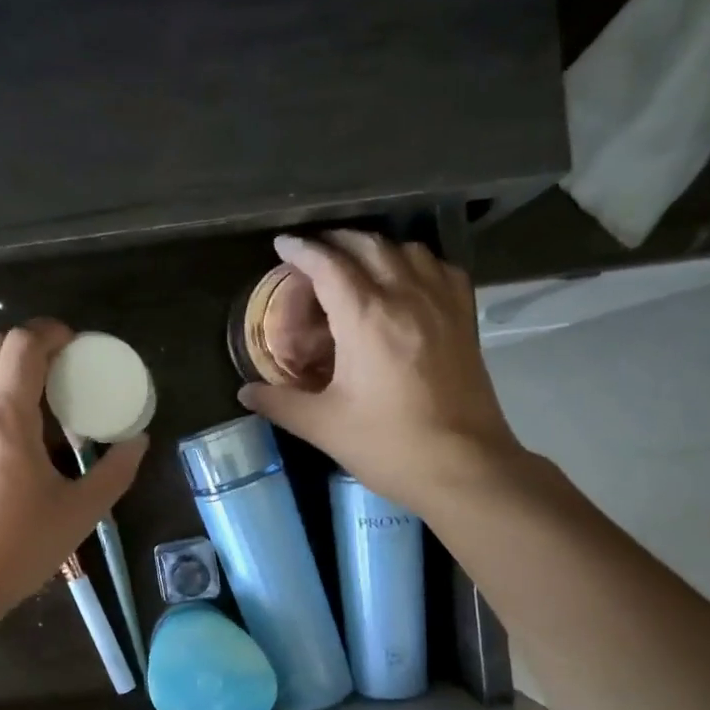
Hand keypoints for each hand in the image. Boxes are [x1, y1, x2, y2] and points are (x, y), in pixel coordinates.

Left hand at [0, 320, 147, 613]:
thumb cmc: (18, 548)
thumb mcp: (80, 513)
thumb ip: (115, 471)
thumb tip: (138, 440)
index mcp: (6, 418)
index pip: (23, 345)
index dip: (50, 333)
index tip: (70, 345)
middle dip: (24, 345)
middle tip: (49, 369)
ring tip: (11, 387)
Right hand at [237, 230, 525, 509]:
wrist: (463, 467)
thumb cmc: (387, 445)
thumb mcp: (323, 426)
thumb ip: (279, 403)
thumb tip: (244, 392)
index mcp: (366, 318)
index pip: (328, 265)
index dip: (302, 251)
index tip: (283, 244)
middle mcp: (405, 296)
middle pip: (368, 247)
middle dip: (336, 242)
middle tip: (313, 255)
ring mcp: (441, 304)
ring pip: (406, 250)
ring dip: (376, 249)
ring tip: (356, 264)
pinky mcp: (464, 319)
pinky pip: (440, 269)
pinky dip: (416, 263)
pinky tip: (406, 281)